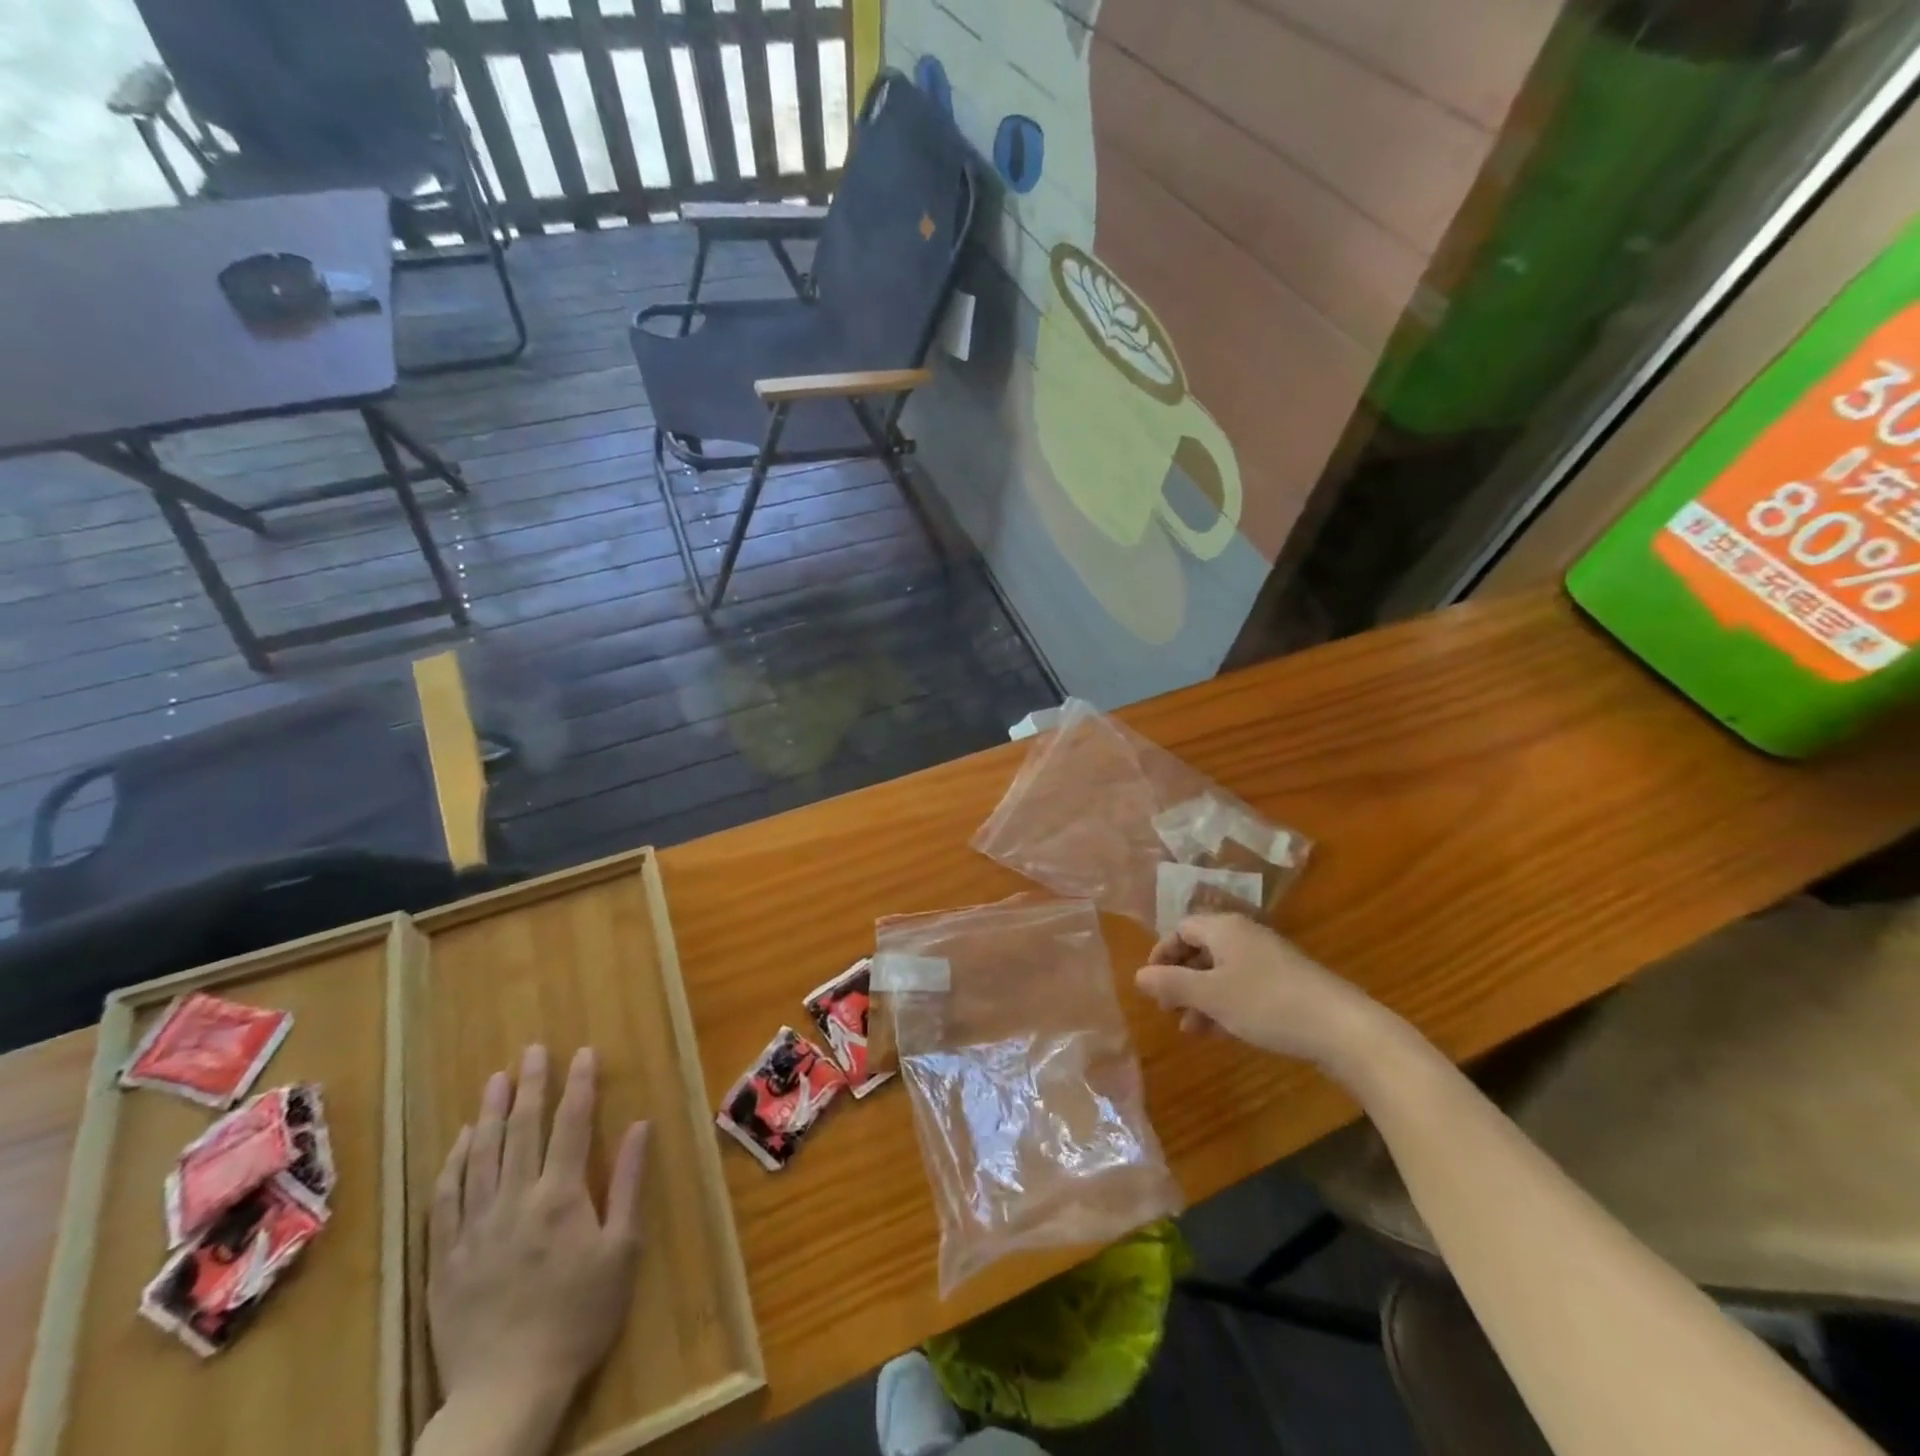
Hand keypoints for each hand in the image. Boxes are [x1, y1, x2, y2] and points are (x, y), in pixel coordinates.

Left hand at [428, 1044, 649, 1423]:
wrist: (507, 1390)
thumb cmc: (579, 1316)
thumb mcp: (622, 1250)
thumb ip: (627, 1183)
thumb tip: (640, 1125)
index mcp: (560, 1196)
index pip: (571, 1125)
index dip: (579, 1085)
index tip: (583, 1052)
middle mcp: (514, 1200)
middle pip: (522, 1130)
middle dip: (531, 1085)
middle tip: (533, 1050)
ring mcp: (474, 1227)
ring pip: (481, 1156)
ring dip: (491, 1113)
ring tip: (496, 1080)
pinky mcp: (445, 1257)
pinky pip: (446, 1198)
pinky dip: (455, 1163)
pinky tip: (462, 1140)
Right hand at [1135, 914, 1394, 1072]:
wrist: (1343, 1028)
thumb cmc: (1267, 1004)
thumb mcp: (1211, 996)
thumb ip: (1172, 984)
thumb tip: (1138, 975)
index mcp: (1225, 929)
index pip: (1181, 928)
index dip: (1162, 954)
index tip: (1151, 984)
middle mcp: (1245, 936)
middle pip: (1201, 949)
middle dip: (1180, 979)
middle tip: (1168, 1009)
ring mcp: (1268, 960)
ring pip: (1222, 972)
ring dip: (1201, 997)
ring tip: (1190, 1030)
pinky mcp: (1286, 984)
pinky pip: (1243, 986)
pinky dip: (1225, 1004)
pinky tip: (1221, 1032)